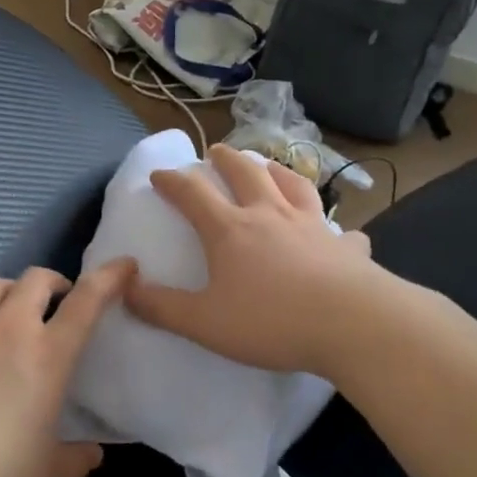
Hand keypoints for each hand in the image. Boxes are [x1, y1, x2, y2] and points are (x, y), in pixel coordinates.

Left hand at [0, 260, 135, 476]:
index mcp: (48, 356)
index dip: (110, 277)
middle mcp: (9, 328)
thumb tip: (95, 454)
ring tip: (10, 307)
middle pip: (37, 279)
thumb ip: (78, 459)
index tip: (124, 265)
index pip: (87, 302)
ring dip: (10, 290)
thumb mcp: (46, 473)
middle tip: (56, 302)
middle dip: (53, 283)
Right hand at [125, 143, 378, 376]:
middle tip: (215, 152)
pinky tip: (338, 235)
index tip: (159, 175)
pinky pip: (339, 231)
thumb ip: (160, 307)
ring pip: (293, 185)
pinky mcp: (345, 246)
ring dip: (276, 171)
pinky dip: (334, 228)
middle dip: (226, 159)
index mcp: (230, 230)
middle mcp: (269, 215)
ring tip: (269, 167)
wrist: (351, 325)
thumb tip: (125, 286)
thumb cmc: (270, 321)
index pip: (193, 194)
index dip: (172, 181)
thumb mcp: (203, 322)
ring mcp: (312, 226)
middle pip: (245, 173)